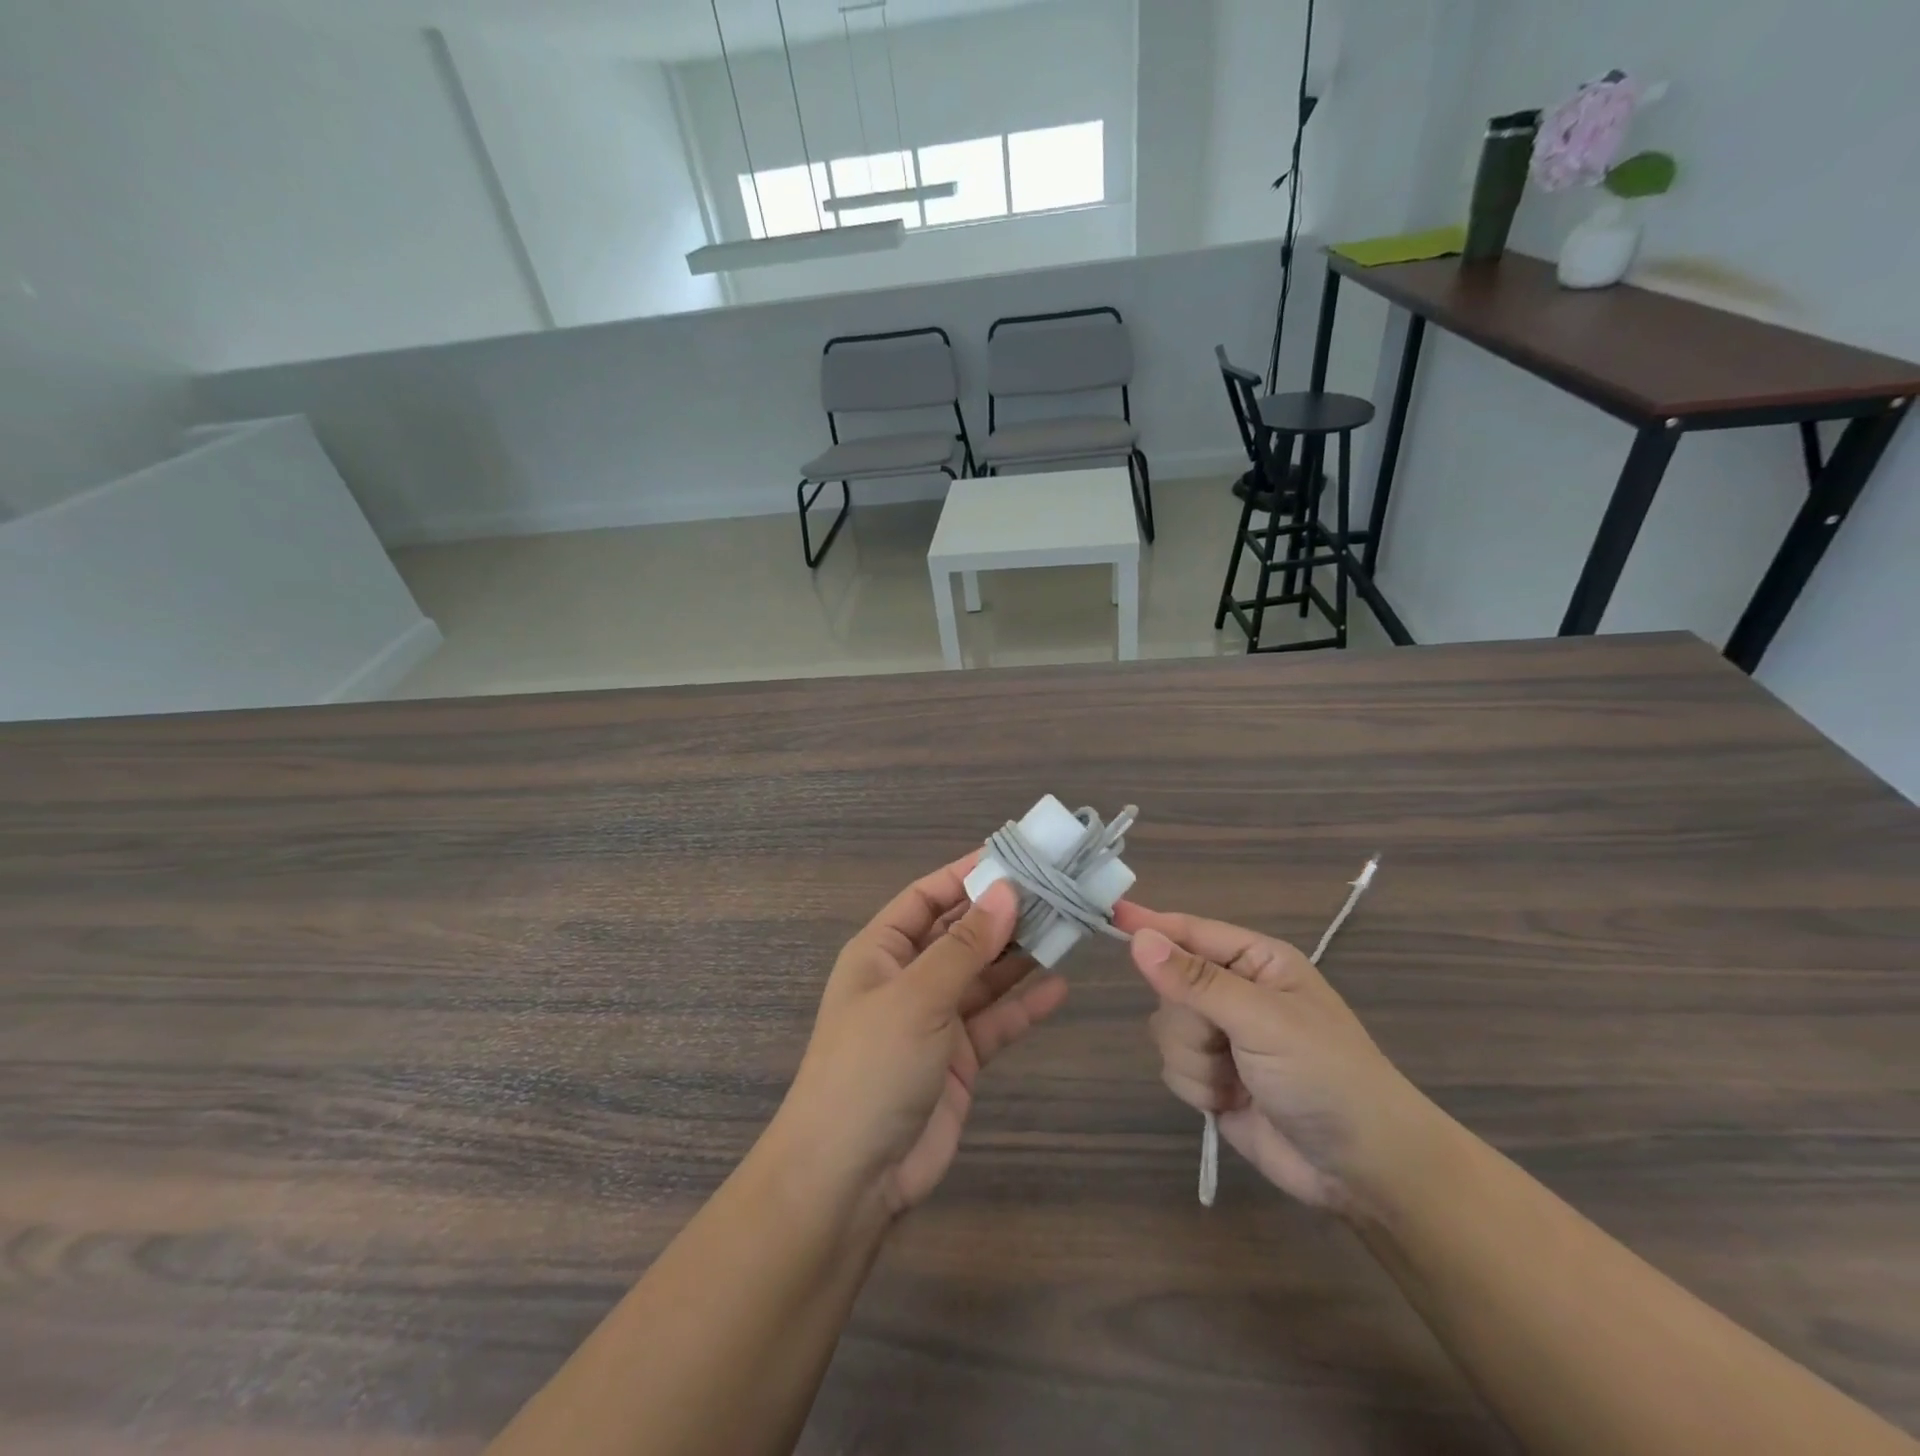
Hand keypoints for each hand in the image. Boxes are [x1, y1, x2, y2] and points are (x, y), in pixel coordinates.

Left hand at [776, 856, 1068, 1218]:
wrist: (851, 1178)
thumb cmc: (871, 1067)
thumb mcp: (916, 996)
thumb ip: (965, 946)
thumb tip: (1006, 891)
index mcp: (882, 951)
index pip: (927, 897)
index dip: (967, 874)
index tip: (1016, 857)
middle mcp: (908, 978)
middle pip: (961, 933)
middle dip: (1002, 913)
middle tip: (1057, 891)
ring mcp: (934, 1019)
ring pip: (983, 975)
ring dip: (1019, 954)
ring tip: (1066, 928)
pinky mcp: (958, 1059)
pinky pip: (996, 1020)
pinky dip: (1024, 1004)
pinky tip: (1059, 987)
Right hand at [1113, 902, 1441, 1221]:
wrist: (1364, 1170)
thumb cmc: (1326, 1076)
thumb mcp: (1263, 1020)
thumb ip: (1195, 980)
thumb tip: (1139, 939)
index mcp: (1256, 961)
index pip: (1190, 931)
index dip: (1150, 925)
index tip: (1109, 915)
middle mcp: (1235, 992)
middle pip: (1168, 985)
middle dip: (1188, 1020)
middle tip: (1224, 1041)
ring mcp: (1222, 1037)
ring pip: (1164, 1029)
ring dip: (1194, 1060)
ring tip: (1238, 1080)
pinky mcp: (1213, 1078)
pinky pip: (1172, 1066)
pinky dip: (1197, 1086)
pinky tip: (1231, 1101)